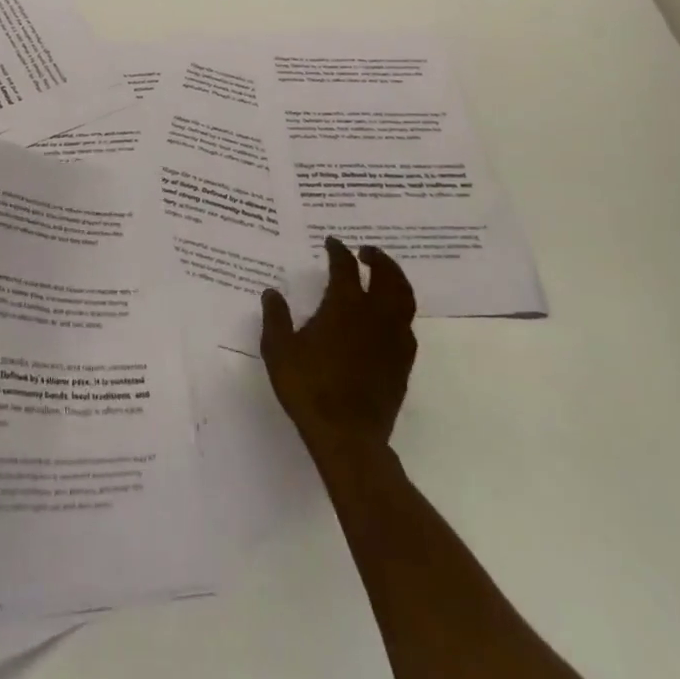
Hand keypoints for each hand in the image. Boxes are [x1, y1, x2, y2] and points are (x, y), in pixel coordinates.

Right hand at [261, 238, 416, 467]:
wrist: (348, 437)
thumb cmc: (309, 389)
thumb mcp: (279, 351)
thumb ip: (276, 318)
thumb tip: (272, 293)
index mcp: (344, 306)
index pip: (345, 267)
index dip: (338, 251)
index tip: (332, 242)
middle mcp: (374, 316)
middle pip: (387, 276)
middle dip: (378, 258)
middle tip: (366, 251)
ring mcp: (393, 339)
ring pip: (404, 298)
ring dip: (396, 280)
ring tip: (384, 276)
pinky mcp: (403, 363)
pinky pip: (407, 325)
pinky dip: (400, 310)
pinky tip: (389, 317)